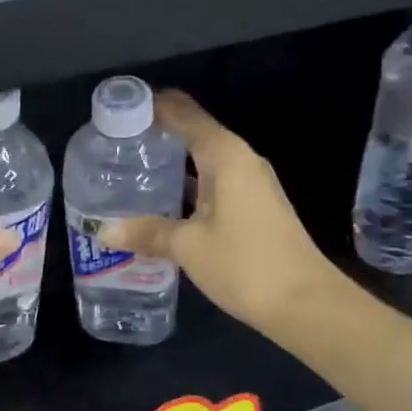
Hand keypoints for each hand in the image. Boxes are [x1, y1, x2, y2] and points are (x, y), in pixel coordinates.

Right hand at [99, 91, 334, 334]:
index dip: (152, 105)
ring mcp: (250, 184)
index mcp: (225, 155)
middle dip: (155, 133)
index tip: (117, 108)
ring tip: (128, 168)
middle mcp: (240, 160)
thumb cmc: (245, 264)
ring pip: (202, 159)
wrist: (306, 305)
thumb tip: (104, 231)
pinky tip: (160, 202)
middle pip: (193, 132)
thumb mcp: (188, 247)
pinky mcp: (253, 206)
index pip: (184, 113)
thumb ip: (147, 232)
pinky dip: (185, 184)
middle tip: (113, 143)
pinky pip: (211, 181)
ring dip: (170, 161)